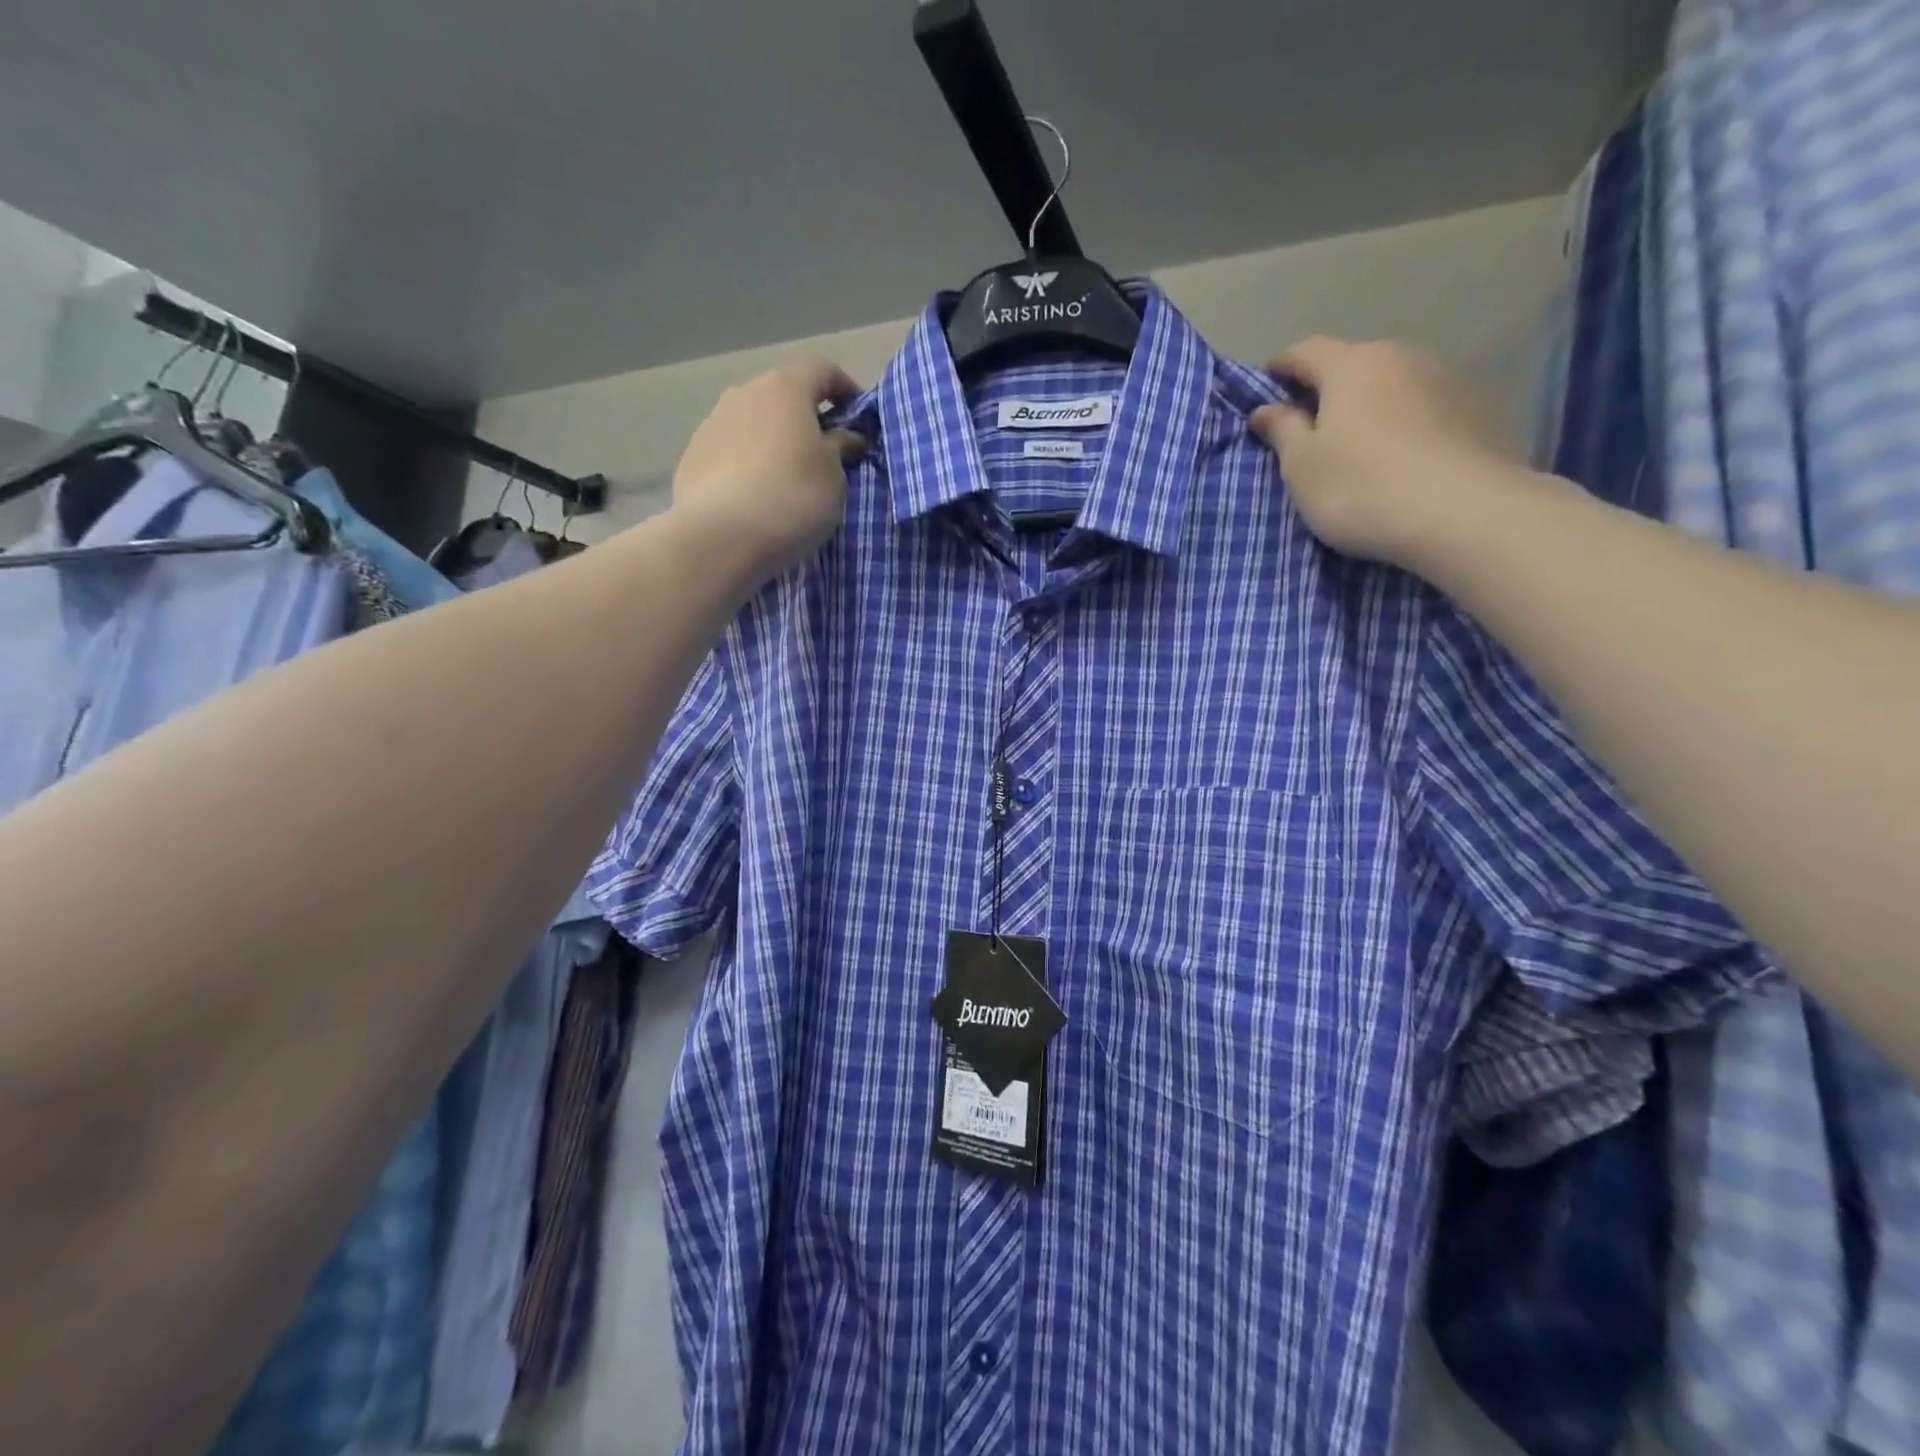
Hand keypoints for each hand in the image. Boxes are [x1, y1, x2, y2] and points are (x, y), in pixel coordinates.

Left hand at [671, 357, 866, 576]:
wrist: (721, 538)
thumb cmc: (793, 497)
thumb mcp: (834, 476)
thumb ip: (841, 448)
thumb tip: (845, 437)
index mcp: (785, 389)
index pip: (821, 369)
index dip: (845, 388)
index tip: (859, 417)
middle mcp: (744, 394)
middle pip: (782, 396)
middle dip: (805, 418)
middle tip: (824, 453)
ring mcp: (711, 424)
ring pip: (752, 424)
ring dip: (773, 442)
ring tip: (786, 479)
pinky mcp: (691, 458)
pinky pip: (730, 453)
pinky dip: (747, 465)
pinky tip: (755, 497)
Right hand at [1250, 337, 1533, 570]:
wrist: (1464, 514)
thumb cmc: (1361, 488)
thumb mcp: (1302, 466)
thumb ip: (1282, 431)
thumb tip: (1265, 409)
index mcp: (1352, 366)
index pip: (1305, 351)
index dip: (1281, 366)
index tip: (1267, 386)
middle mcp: (1403, 357)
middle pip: (1355, 364)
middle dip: (1330, 388)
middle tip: (1312, 424)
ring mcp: (1449, 380)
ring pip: (1396, 385)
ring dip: (1374, 406)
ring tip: (1363, 446)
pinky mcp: (1483, 409)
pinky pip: (1430, 410)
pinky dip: (1410, 425)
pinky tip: (1407, 459)